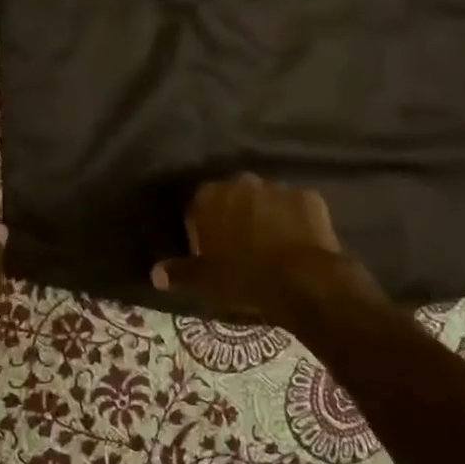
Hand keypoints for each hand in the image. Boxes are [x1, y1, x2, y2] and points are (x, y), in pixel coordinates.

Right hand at [152, 173, 381, 321]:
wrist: (301, 280)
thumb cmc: (243, 277)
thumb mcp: (206, 280)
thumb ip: (179, 272)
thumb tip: (155, 273)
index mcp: (211, 197)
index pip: (198, 206)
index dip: (202, 228)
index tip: (209, 251)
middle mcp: (242, 182)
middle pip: (233, 198)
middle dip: (234, 217)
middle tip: (240, 249)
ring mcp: (278, 187)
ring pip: (265, 200)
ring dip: (264, 216)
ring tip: (271, 247)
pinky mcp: (309, 197)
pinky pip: (296, 208)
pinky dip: (294, 221)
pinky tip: (296, 244)